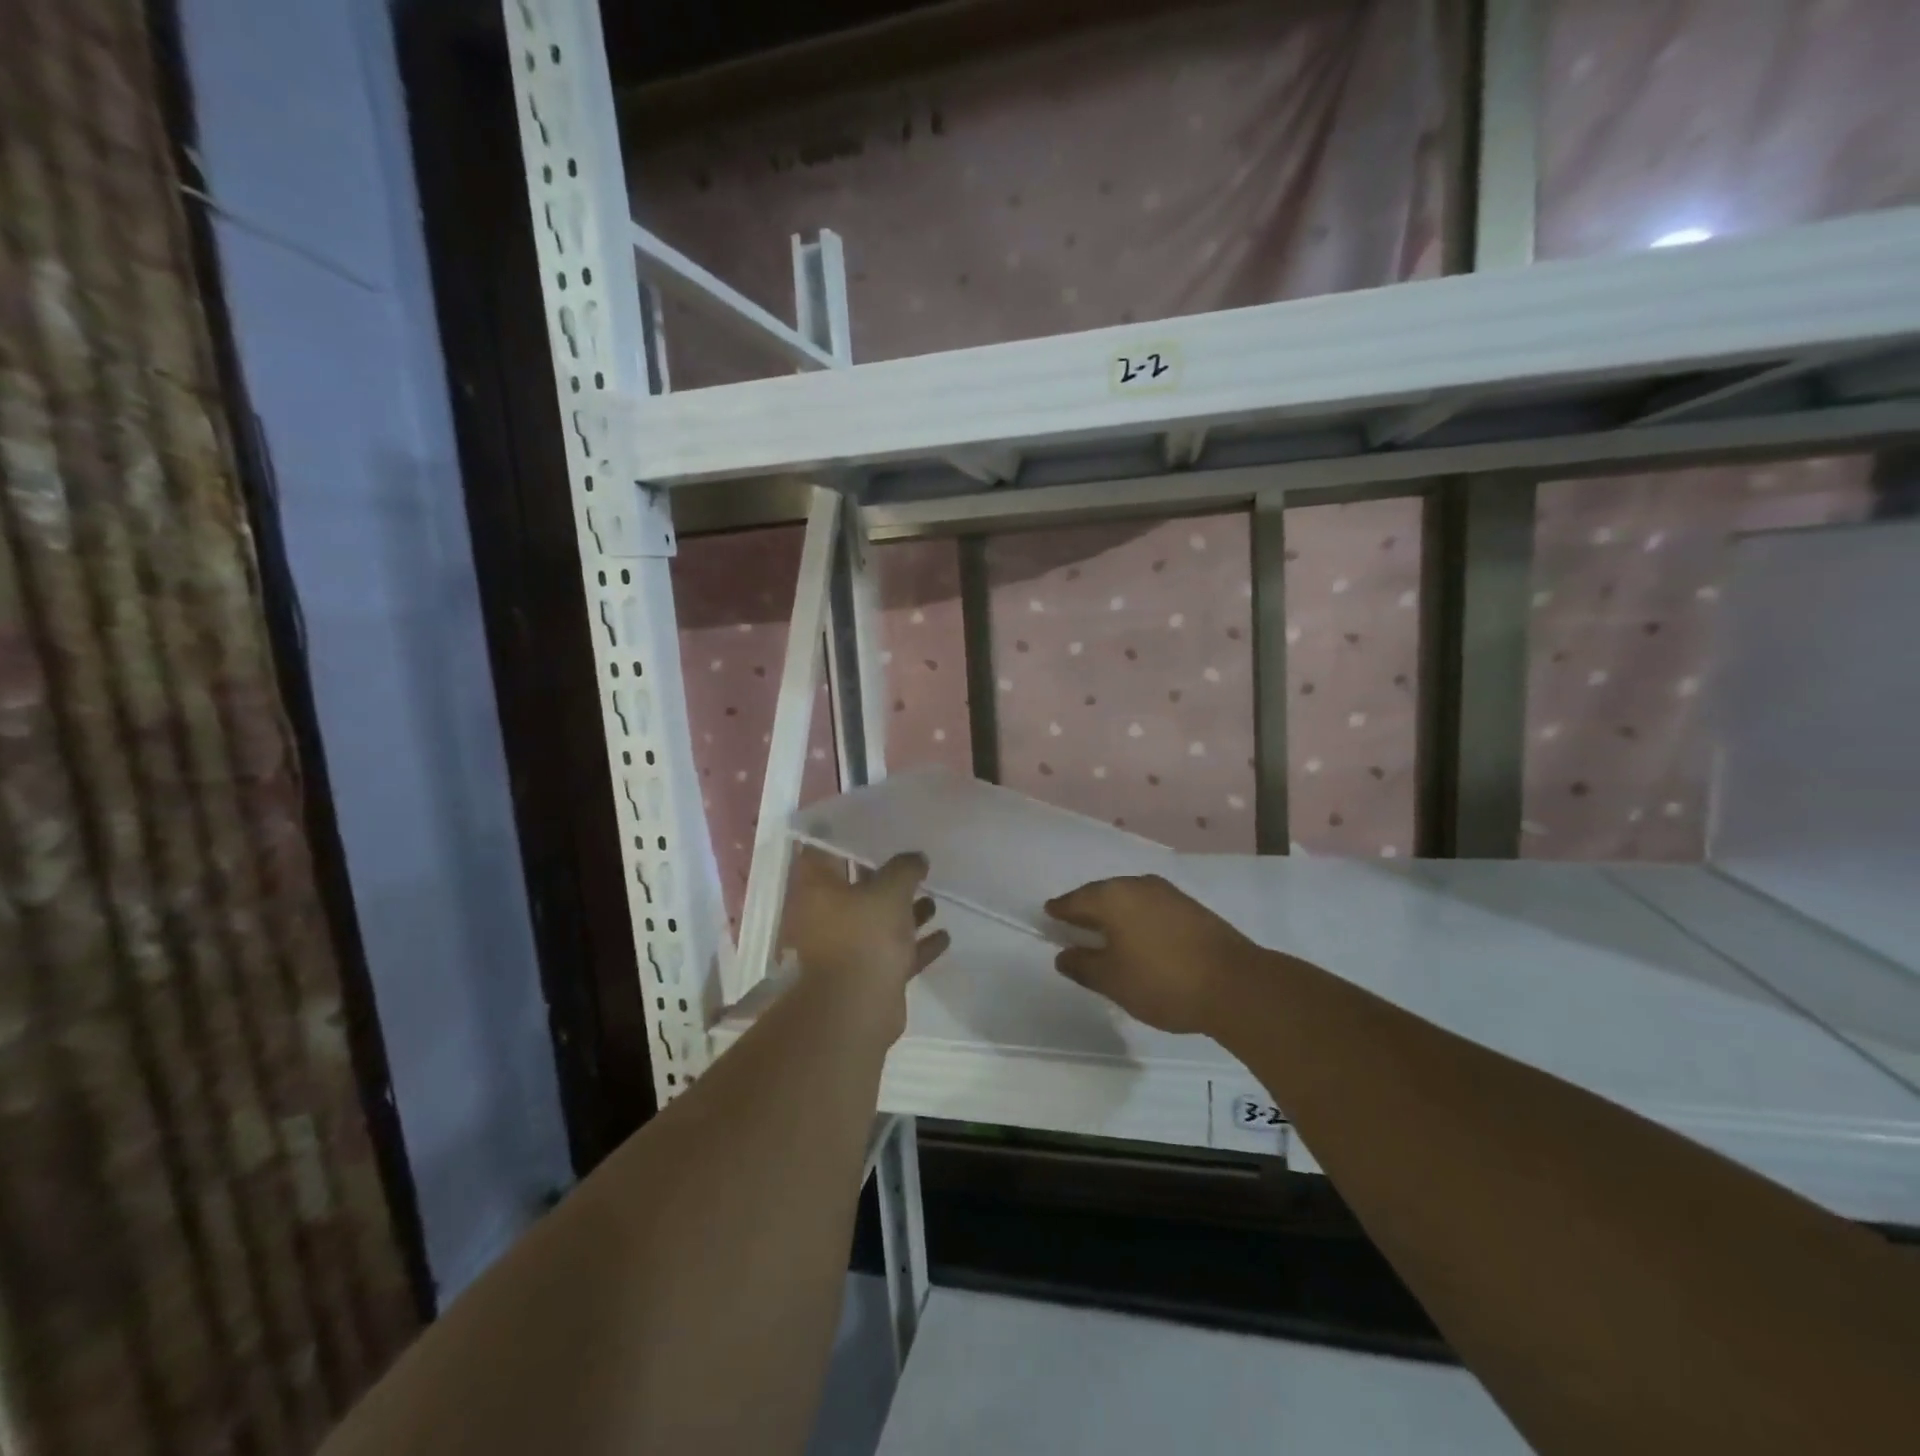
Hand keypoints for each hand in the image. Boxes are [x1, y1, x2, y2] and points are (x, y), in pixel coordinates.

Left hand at [780, 850, 949, 1028]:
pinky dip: (917, 945)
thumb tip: (917, 858)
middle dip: (886, 876)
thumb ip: (905, 868)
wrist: (856, 1009)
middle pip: (857, 887)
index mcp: (819, 889)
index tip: (875, 826)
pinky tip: (944, 936)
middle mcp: (827, 915)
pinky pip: (895, 952)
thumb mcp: (890, 890)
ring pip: (879, 921)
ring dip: (905, 911)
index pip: (826, 851)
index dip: (848, 837)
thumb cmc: (864, 937)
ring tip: (934, 898)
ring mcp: (847, 947)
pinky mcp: (868, 974)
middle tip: (914, 860)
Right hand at [1045, 874, 1257, 1033]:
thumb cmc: (1162, 981)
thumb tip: (1064, 954)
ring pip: (1129, 899)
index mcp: (1112, 897)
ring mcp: (1168, 894)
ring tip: (1105, 933)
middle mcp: (1137, 885)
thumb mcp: (1112, 980)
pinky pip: (1150, 907)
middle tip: (1073, 924)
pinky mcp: (1190, 908)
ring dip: (1114, 914)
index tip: (1049, 915)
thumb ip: (1083, 965)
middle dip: (1087, 909)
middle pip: (1102, 894)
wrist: (1235, 985)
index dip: (1060, 910)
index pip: (1075, 900)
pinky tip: (1138, 936)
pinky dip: (1137, 919)